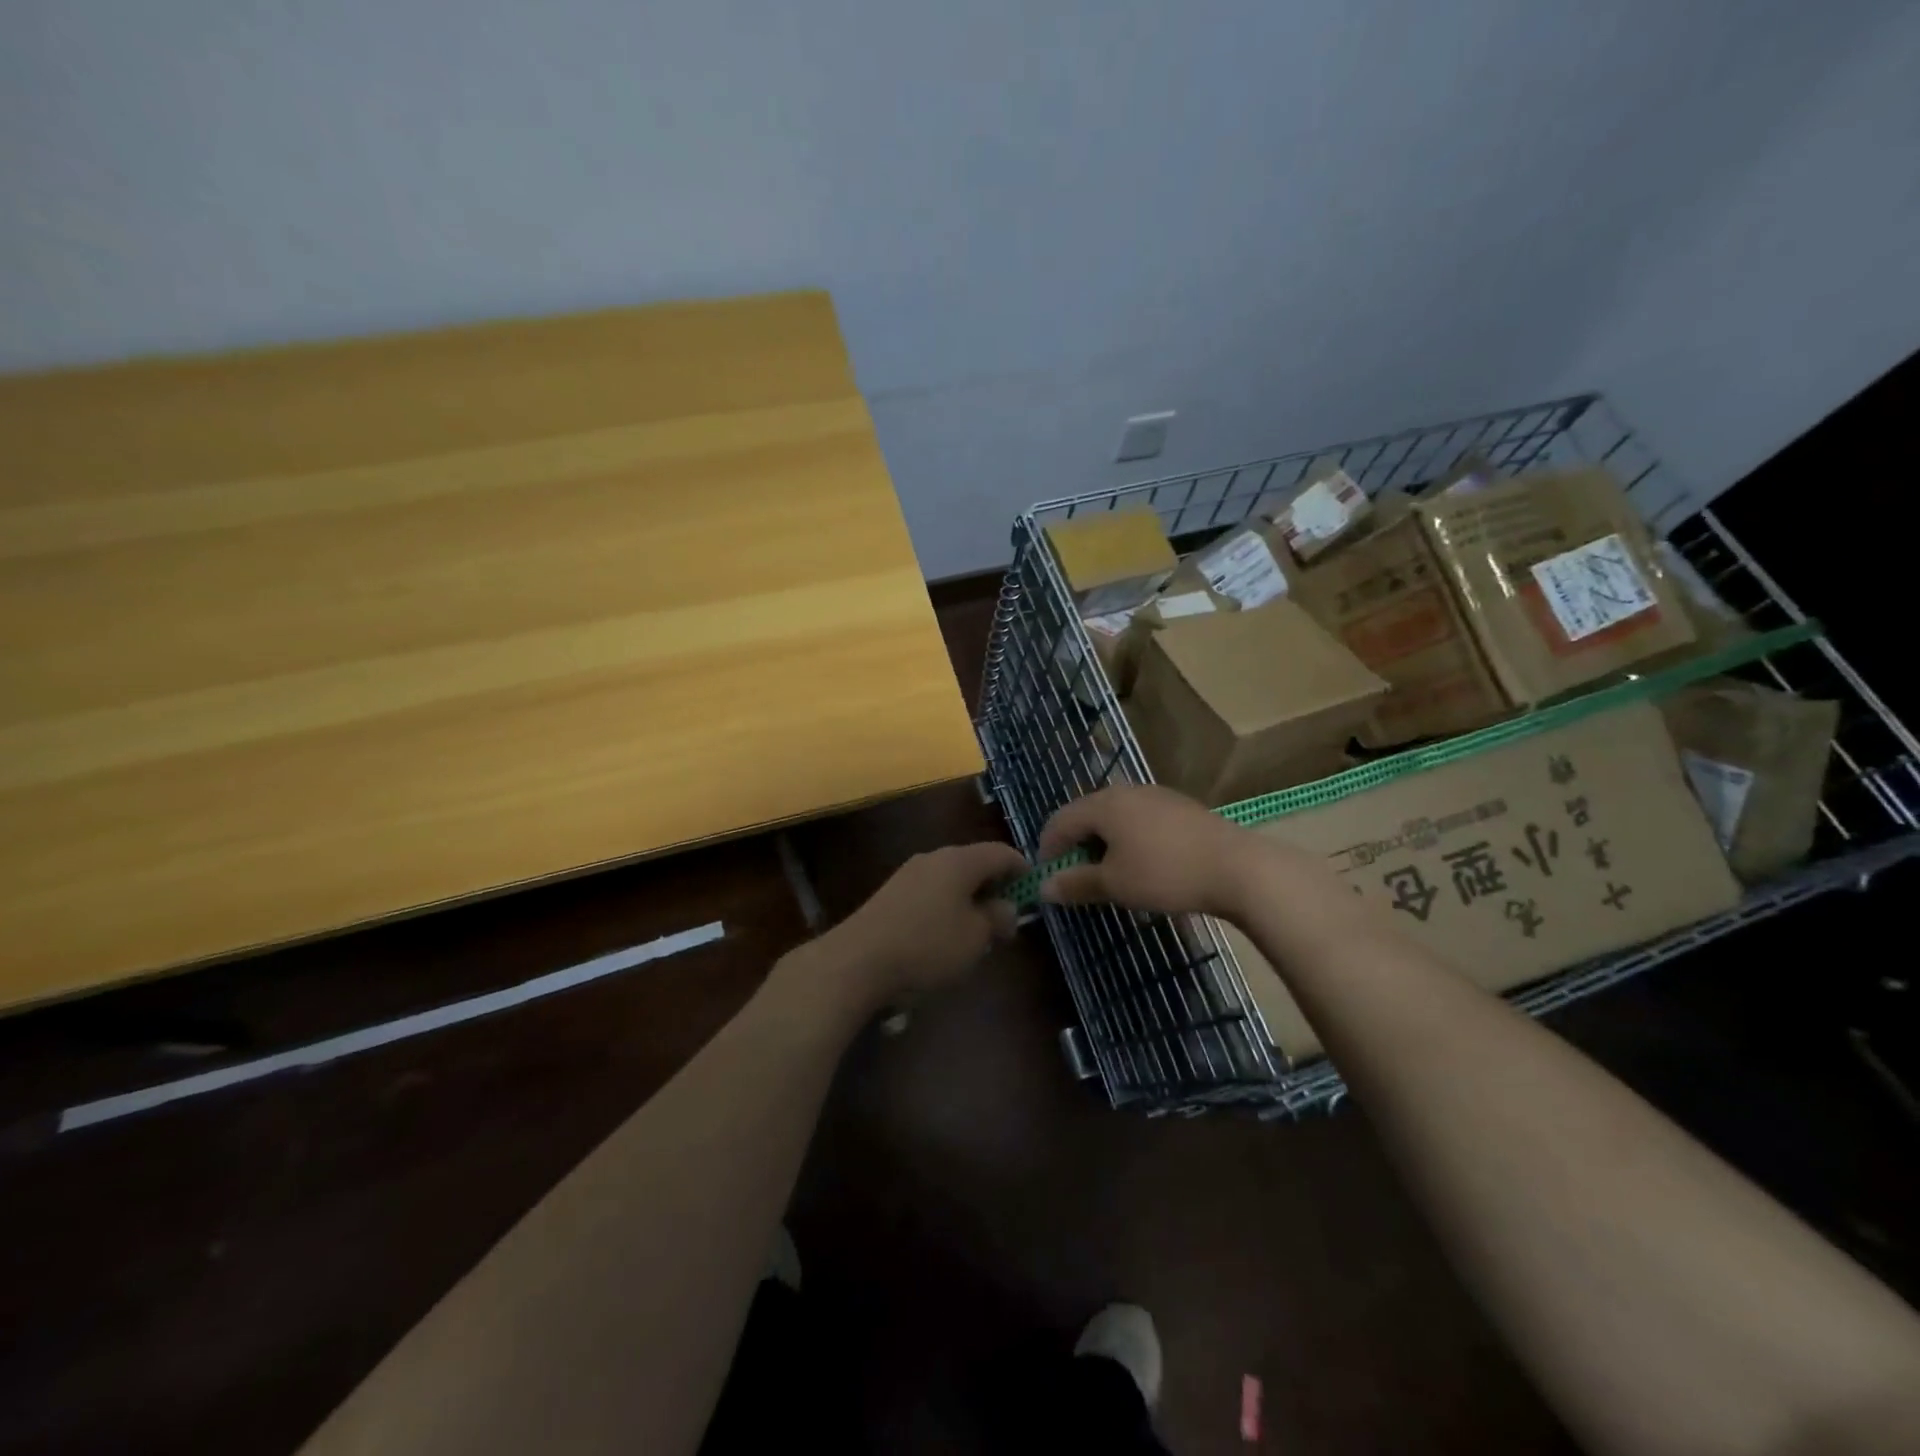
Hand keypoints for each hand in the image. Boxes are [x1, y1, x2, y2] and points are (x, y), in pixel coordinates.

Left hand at [823, 841, 1028, 1004]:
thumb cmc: (927, 946)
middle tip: (1007, 918)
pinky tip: (944, 937)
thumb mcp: (975, 938)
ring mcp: (908, 874)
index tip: (1034, 890)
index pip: (1001, 852)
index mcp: (959, 860)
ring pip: (951, 879)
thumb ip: (997, 918)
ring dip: (969, 899)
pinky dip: (946, 907)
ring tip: (977, 932)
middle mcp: (934, 858)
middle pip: (974, 864)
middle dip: (994, 887)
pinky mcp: (890, 894)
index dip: (1022, 869)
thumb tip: (1006, 907)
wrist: (857, 960)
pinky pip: (930, 893)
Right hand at [1037, 784, 1295, 917]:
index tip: (1048, 879)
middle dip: (1075, 845)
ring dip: (1102, 843)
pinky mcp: (1179, 807)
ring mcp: (1156, 795)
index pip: (1059, 821)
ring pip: (1114, 816)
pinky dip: (1128, 839)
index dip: (1047, 849)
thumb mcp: (1114, 884)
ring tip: (1109, 873)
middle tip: (1076, 877)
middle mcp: (1126, 791)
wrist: (1238, 868)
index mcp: (1103, 804)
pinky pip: (1139, 819)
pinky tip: (1143, 863)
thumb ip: (1075, 884)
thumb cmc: (1165, 874)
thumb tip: (1044, 888)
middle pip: (1086, 814)